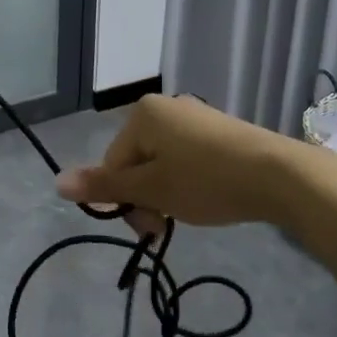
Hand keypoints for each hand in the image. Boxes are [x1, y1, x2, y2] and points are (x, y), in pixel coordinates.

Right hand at [56, 93, 301, 235]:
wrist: (280, 175)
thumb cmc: (206, 181)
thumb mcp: (151, 189)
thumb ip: (105, 185)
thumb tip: (57, 182)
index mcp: (142, 114)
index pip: (113, 163)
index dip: (125, 201)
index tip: (150, 229)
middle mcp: (166, 107)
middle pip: (137, 162)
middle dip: (146, 197)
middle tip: (166, 227)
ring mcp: (195, 117)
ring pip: (163, 163)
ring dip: (167, 193)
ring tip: (191, 214)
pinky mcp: (220, 131)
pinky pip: (188, 158)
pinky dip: (190, 182)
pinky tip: (209, 198)